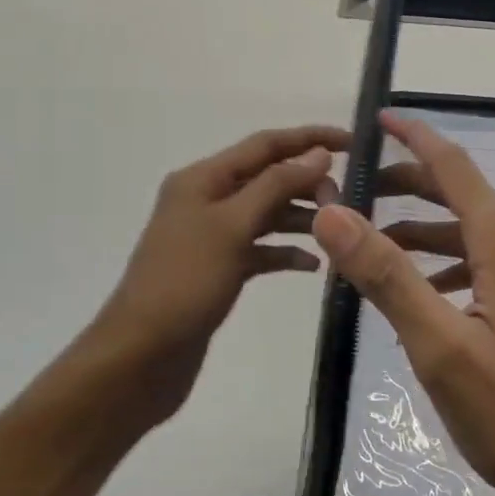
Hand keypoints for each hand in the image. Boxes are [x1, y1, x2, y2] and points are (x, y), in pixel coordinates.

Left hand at [81, 125, 345, 427]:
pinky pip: (262, 249)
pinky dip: (286, 252)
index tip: (354, 143)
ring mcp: (213, 236)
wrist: (140, 357)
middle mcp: (208, 199)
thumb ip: (277, 185)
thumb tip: (318, 154)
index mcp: (204, 179)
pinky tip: (313, 266)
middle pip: (269, 177)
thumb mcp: (233, 226)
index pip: (266, 144)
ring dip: (302, 217)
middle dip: (309, 183)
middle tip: (346, 202)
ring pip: (268, 213)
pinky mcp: (220, 268)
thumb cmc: (185, 283)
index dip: (310, 138)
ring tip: (336, 231)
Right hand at [310, 112, 494, 495]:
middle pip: (462, 194)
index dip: (413, 137)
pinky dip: (454, 263)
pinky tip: (426, 291)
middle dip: (409, 187)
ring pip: (476, 231)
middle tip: (354, 195)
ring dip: (427, 233)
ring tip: (375, 247)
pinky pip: (493, 260)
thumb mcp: (440, 348)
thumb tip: (334, 211)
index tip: (377, 118)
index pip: (452, 165)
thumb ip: (386, 275)